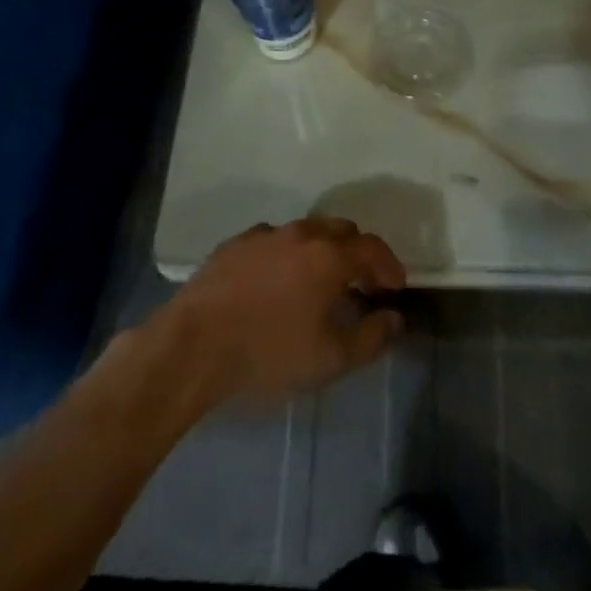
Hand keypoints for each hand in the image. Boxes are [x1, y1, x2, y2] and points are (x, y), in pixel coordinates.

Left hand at [165, 218, 407, 406]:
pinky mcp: (234, 244)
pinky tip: (277, 283)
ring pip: (305, 232)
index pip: (372, 248)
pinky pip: (273, 242)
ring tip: (318, 282)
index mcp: (329, 255)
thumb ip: (371, 337)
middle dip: (357, 253)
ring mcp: (264, 235)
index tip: (396, 286)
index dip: (389, 265)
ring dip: (321, 251)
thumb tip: (394, 318)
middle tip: (361, 282)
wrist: (194, 345)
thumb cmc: (269, 352)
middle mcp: (301, 234)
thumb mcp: (330, 359)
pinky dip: (286, 255)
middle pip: (341, 231)